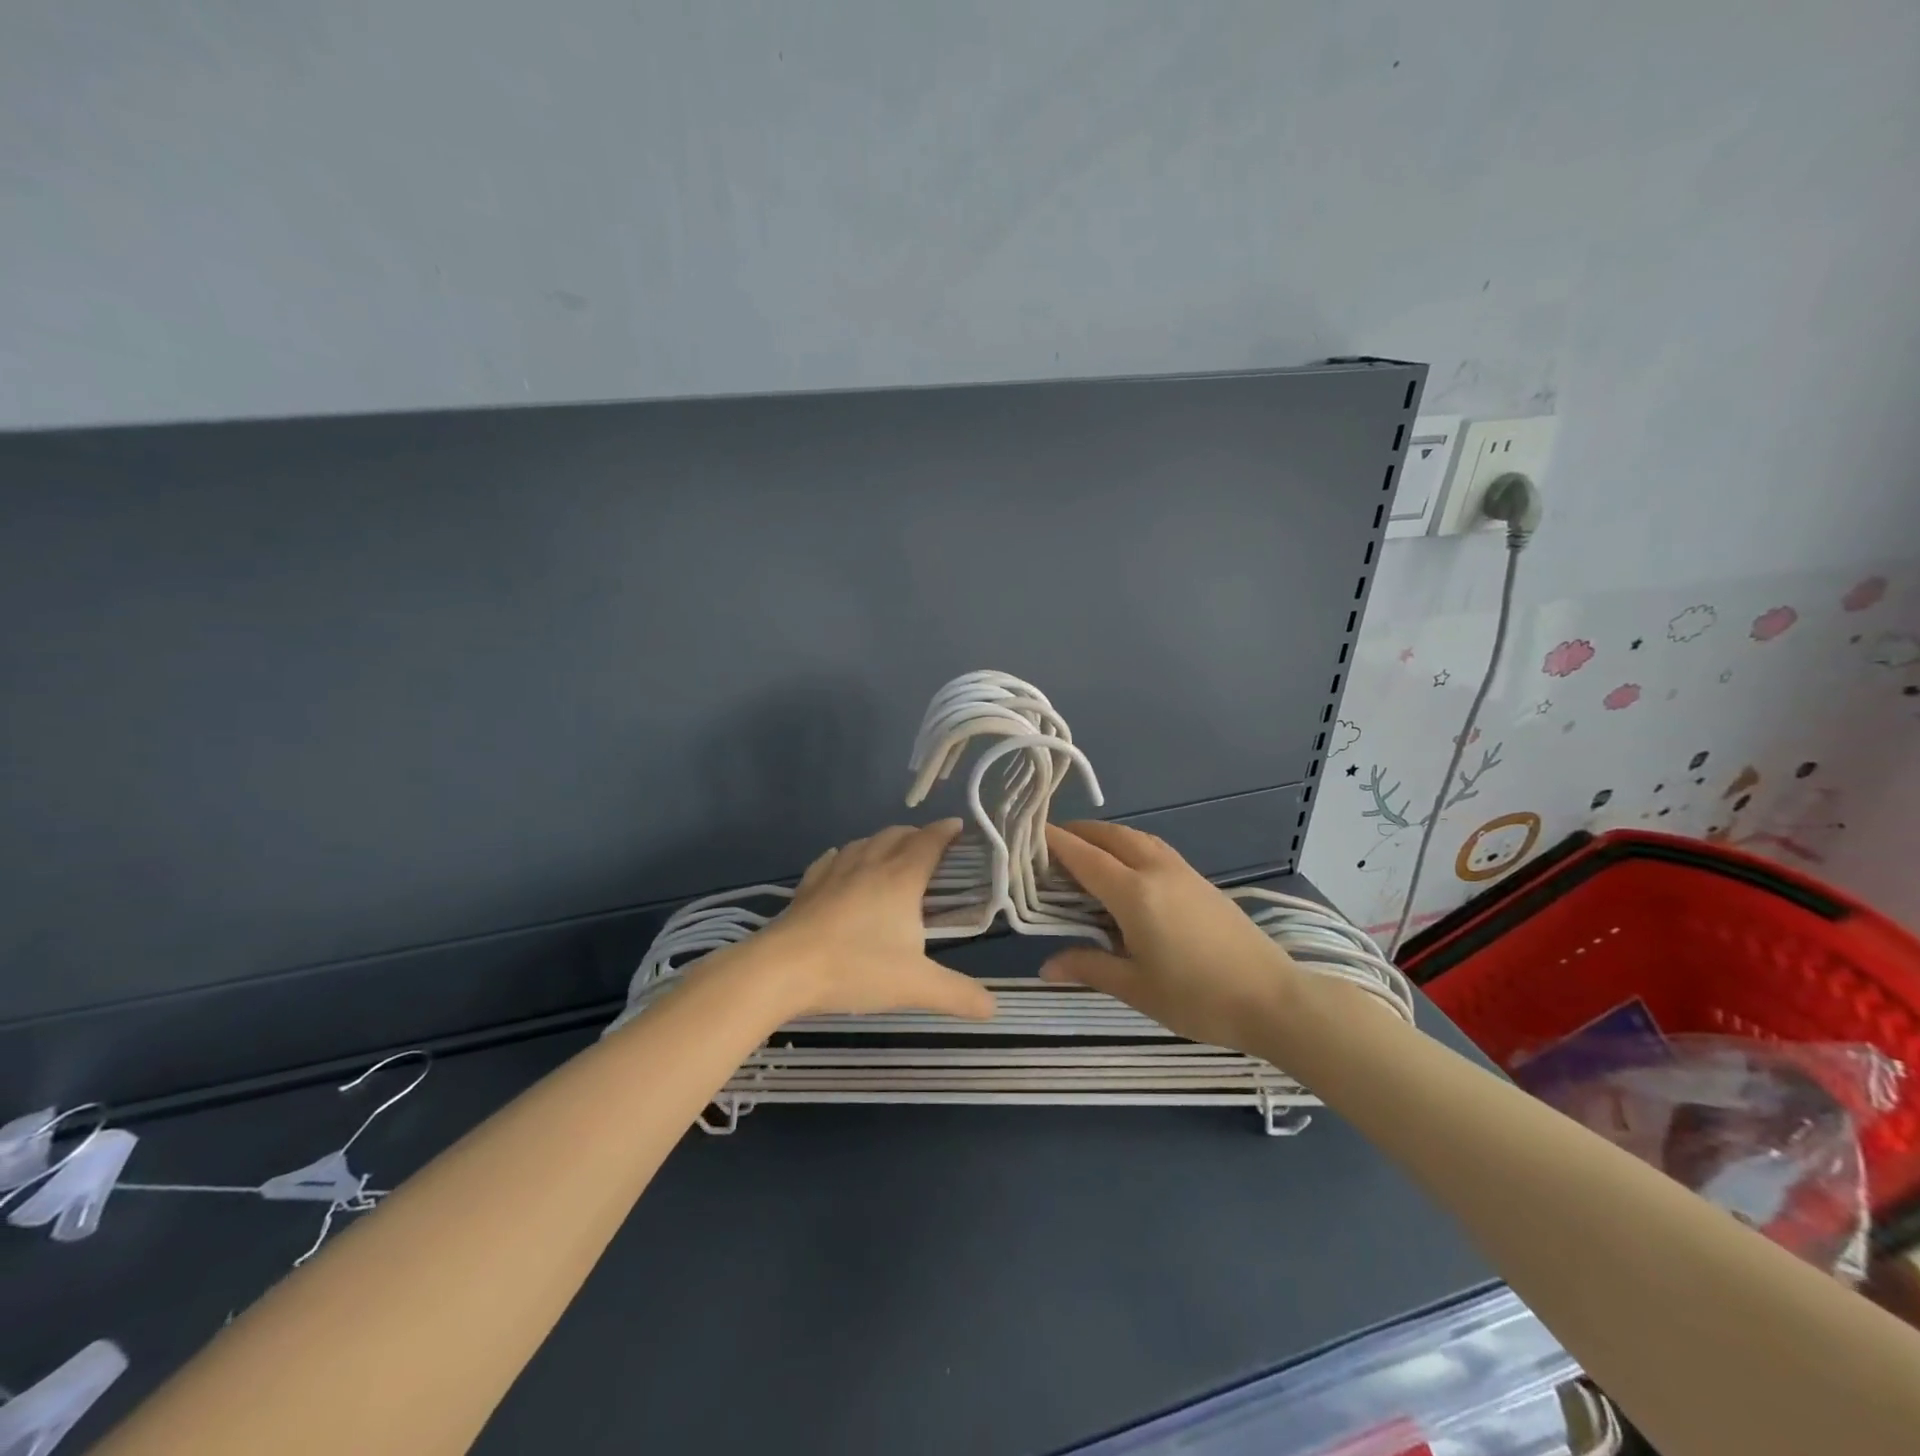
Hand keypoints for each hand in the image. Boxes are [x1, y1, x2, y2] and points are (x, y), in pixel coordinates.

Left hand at [724, 820, 997, 1022]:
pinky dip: (845, 856)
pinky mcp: (808, 886)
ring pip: (864, 842)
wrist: (783, 969)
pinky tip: (842, 863)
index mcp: (901, 879)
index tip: (959, 827)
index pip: (929, 842)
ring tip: (891, 853)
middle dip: (917, 835)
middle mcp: (869, 865)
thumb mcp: (915, 986)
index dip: (946, 832)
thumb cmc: (855, 968)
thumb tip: (994, 1008)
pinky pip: (831, 859)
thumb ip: (957, 994)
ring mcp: (834, 873)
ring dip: (883, 841)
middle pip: (897, 835)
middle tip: (931, 846)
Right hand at [1041, 821, 1303, 1053]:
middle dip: (1078, 832)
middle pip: (1110, 836)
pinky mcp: (1200, 881)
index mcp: (1135, 893)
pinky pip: (1153, 848)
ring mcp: (1182, 872)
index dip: (1054, 842)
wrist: (1273, 999)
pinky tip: (1124, 868)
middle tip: (1049, 844)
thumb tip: (1045, 966)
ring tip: (1082, 851)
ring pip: (1135, 837)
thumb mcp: (1136, 988)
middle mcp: (1156, 870)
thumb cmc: (1198, 998)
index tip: (1028, 832)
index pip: (1084, 857)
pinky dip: (1128, 846)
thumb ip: (1089, 967)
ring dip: (1105, 836)